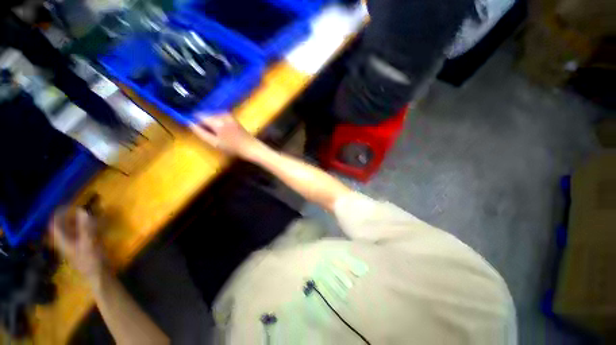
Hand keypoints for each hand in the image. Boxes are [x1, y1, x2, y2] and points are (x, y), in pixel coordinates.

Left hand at [49, 208, 104, 279]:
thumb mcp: (89, 243)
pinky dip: (85, 226)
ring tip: (89, 214)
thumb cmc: (92, 260)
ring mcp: (75, 244)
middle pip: (63, 225)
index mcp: (63, 241)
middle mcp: (66, 241)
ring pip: (72, 229)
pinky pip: (81, 233)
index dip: (59, 213)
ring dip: (78, 220)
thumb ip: (85, 227)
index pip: (55, 224)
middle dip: (70, 215)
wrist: (99, 275)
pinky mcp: (83, 246)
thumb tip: (82, 210)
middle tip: (81, 207)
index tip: (69, 204)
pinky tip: (94, 224)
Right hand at [190, 113, 259, 157]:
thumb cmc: (233, 148)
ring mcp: (229, 115)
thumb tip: (189, 123)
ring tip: (216, 134)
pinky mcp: (233, 117)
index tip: (195, 128)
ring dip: (211, 122)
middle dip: (204, 122)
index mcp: (217, 121)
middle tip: (208, 134)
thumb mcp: (215, 143)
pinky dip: (218, 122)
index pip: (199, 115)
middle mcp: (222, 114)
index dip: (195, 121)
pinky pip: (220, 116)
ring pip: (213, 115)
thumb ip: (201, 133)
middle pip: (206, 114)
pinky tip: (222, 131)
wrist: (251, 147)